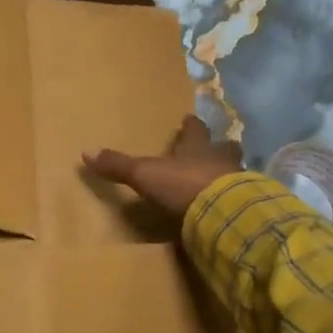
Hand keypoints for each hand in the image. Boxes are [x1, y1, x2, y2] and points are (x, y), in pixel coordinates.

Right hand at [84, 115, 242, 222]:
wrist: (224, 213)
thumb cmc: (184, 185)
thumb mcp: (144, 175)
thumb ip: (119, 165)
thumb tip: (86, 152)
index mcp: (197, 148)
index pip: (195, 131)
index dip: (191, 126)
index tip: (190, 119)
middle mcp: (220, 160)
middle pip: (224, 147)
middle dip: (220, 147)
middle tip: (216, 149)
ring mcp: (238, 183)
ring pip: (236, 172)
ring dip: (229, 174)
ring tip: (222, 181)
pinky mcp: (246, 206)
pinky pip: (241, 199)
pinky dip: (234, 201)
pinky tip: (228, 209)